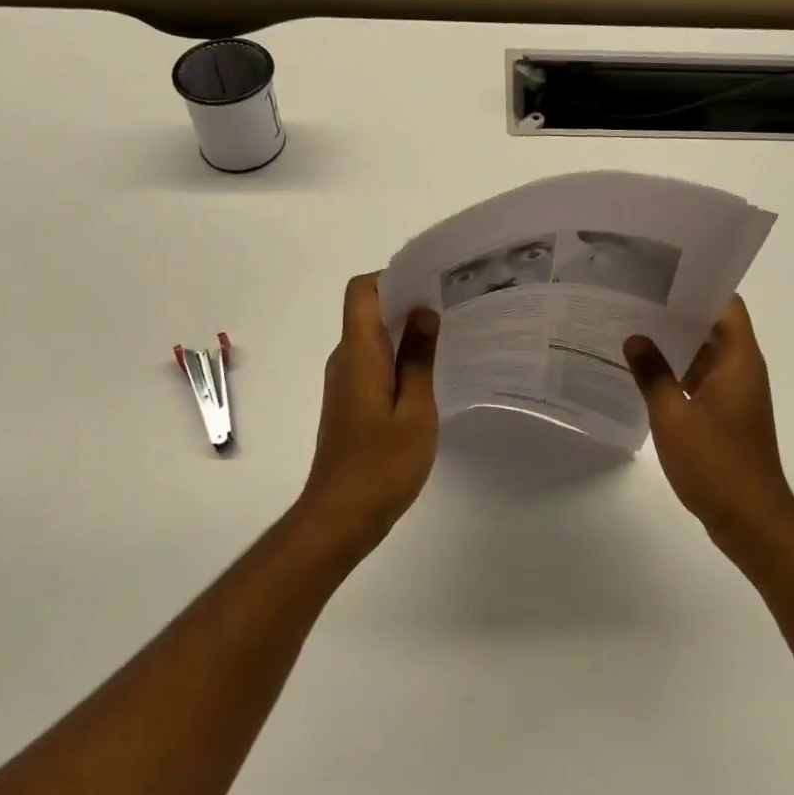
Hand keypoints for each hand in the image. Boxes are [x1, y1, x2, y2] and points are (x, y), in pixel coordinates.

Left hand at [295, 273, 440, 553]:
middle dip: (408, 301)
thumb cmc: (381, 464)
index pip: (361, 291)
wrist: (340, 517)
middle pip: (369, 310)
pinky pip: (375, 363)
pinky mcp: (351, 402)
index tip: (431, 282)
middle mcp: (346, 359)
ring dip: (406, 331)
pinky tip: (433, 373)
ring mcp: (346, 382)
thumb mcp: (414, 410)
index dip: (392, 277)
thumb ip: (418, 358)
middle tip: (454, 305)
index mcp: (358, 352)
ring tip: (451, 334)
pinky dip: (400, 358)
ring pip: (374, 338)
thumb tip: (423, 312)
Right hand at [625, 296, 793, 545]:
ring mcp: (734, 393)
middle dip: (676, 310)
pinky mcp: (725, 414)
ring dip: (673, 342)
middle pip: (711, 325)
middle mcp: (741, 369)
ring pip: (703, 354)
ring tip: (630, 326)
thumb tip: (634, 337)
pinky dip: (675, 371)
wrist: (751, 521)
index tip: (662, 273)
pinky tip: (641, 371)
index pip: (726, 304)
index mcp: (739, 360)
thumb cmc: (717, 464)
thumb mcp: (673, 417)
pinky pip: (699, 379)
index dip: (699, 284)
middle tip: (633, 296)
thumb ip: (652, 374)